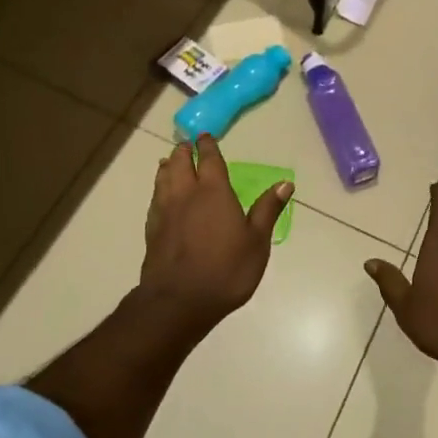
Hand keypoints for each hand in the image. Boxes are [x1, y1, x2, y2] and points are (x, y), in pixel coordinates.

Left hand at [140, 134, 291, 331]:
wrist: (178, 302)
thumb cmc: (225, 270)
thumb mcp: (256, 242)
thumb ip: (267, 210)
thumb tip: (285, 183)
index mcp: (213, 191)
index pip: (209, 158)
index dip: (207, 145)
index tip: (205, 136)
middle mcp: (186, 194)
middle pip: (180, 162)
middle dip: (184, 151)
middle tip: (187, 145)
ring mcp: (165, 211)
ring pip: (163, 178)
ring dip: (168, 166)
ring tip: (170, 162)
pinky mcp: (152, 230)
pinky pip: (154, 199)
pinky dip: (159, 189)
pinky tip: (161, 196)